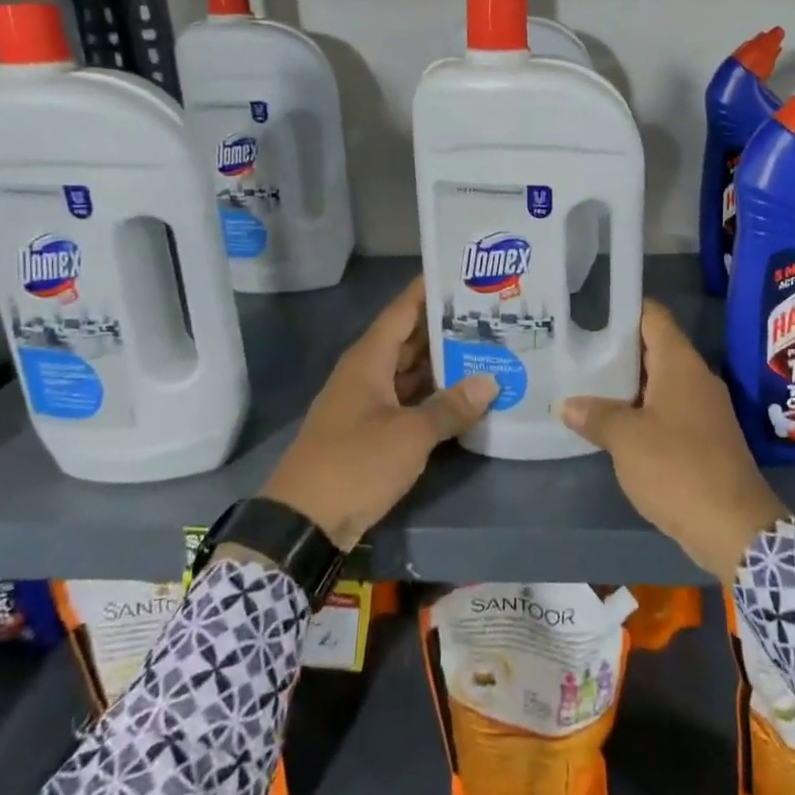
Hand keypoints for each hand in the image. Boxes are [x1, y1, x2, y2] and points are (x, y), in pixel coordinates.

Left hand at [257, 276, 497, 549]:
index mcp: (369, 359)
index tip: (465, 272)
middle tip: (492, 314)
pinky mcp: (372, 431)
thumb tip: (490, 381)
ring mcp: (369, 403)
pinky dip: (435, 395)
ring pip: (411, 370)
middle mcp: (367, 373)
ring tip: (488, 348)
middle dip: (447, 326)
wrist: (303, 522)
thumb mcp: (409, 434)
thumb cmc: (354, 463)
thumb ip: (450, 407)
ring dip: (444, 363)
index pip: (403, 309)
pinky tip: (466, 396)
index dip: (430, 289)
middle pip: (410, 338)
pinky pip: (409, 400)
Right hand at [559, 302, 786, 583]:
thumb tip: (567, 405)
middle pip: (655, 349)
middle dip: (618, 350)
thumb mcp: (626, 440)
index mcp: (681, 364)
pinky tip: (615, 426)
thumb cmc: (678, 468)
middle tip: (577, 350)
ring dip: (628, 386)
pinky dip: (643, 412)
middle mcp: (697, 378)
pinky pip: (669, 411)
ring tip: (587, 385)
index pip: (653, 317)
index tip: (591, 311)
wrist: (733, 527)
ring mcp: (704, 409)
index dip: (624, 308)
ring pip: (660, 383)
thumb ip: (596, 416)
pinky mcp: (706, 439)